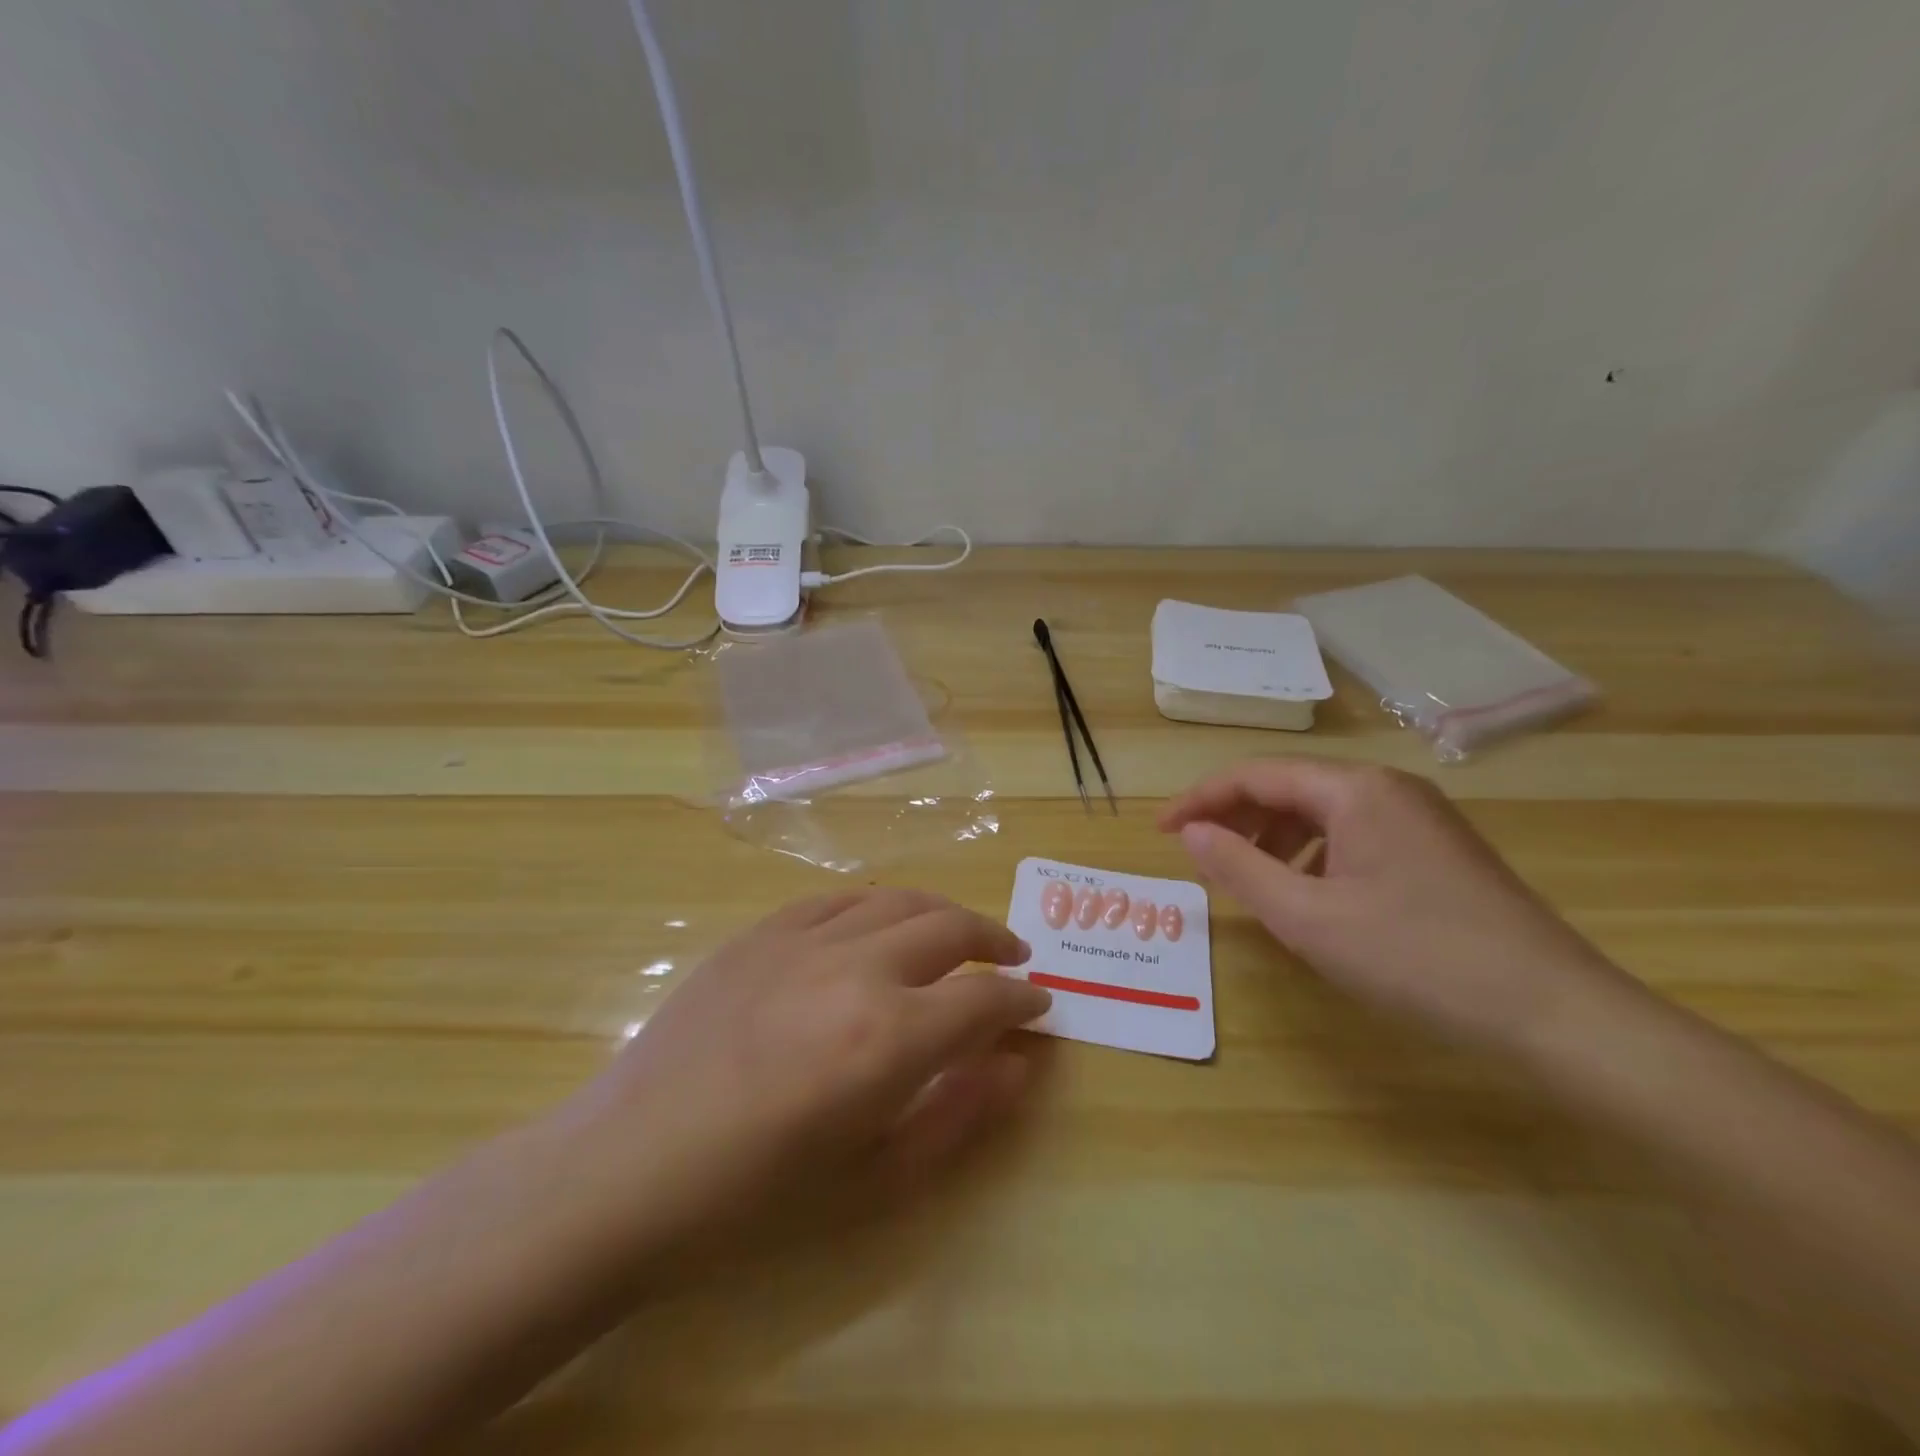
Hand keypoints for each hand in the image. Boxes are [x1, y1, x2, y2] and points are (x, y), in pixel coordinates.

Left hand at [554, 888, 1050, 1259]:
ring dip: (941, 912)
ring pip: (896, 899)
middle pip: (950, 927)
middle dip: (994, 940)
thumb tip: (1016, 1064)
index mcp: (889, 1038)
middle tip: (1013, 957)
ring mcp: (803, 940)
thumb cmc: (756, 1197)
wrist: (630, 1168)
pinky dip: (875, 904)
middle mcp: (855, 969)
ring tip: (957, 932)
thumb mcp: (875, 1179)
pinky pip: (835, 897)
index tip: (1039, 1005)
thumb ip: (958, 1114)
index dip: (1023, 999)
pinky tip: (879, 922)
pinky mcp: (760, 932)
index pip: (985, 998)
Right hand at [1160, 758, 1638, 1053]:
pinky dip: (1313, 855)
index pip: (1255, 775)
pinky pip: (1354, 834)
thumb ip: (1239, 868)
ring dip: (1273, 837)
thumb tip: (1190, 833)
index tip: (1160, 832)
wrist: (1557, 1013)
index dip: (1200, 800)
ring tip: (1247, 878)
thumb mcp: (1308, 918)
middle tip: (1197, 856)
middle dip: (1235, 817)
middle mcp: (1387, 788)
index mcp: (1354, 789)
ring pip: (1322, 811)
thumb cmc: (1417, 958)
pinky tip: (1309, 894)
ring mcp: (1419, 816)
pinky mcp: (1437, 849)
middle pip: (1289, 786)